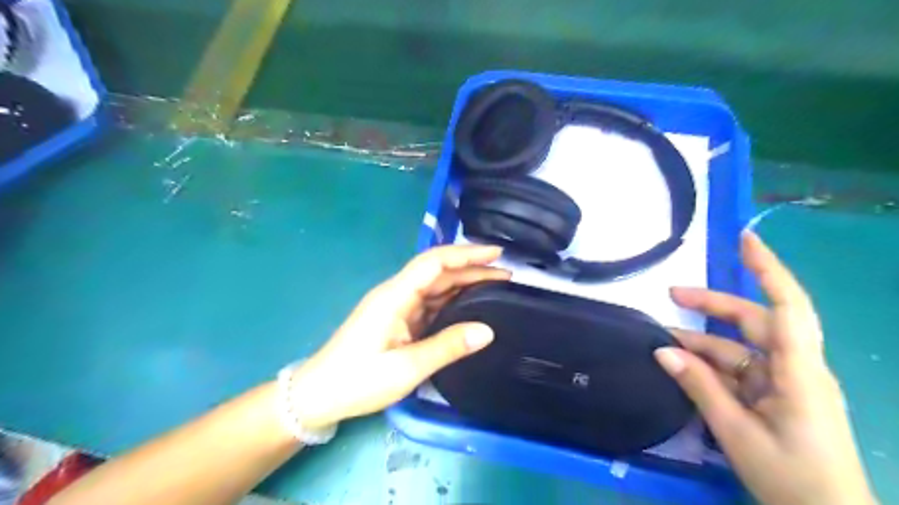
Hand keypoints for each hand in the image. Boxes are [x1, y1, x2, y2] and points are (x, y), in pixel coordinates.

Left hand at [285, 244, 507, 429]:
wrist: (319, 395)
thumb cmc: (358, 380)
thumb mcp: (407, 368)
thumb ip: (448, 346)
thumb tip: (488, 331)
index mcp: (395, 296)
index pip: (434, 263)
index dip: (465, 254)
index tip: (496, 254)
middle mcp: (397, 293)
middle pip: (438, 272)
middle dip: (472, 268)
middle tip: (507, 275)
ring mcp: (397, 306)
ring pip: (436, 287)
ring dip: (464, 283)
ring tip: (497, 286)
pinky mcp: (398, 319)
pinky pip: (430, 303)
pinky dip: (453, 300)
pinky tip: (471, 304)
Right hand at [655, 231, 879, 504]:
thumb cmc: (792, 479)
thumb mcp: (737, 432)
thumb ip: (699, 387)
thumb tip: (662, 351)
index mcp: (799, 372)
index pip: (788, 307)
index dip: (768, 270)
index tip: (744, 240)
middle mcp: (795, 368)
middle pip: (755, 321)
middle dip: (713, 305)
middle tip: (672, 295)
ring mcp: (785, 382)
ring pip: (740, 348)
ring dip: (703, 343)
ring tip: (664, 341)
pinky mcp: (775, 396)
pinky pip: (739, 370)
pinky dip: (710, 365)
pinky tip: (683, 367)